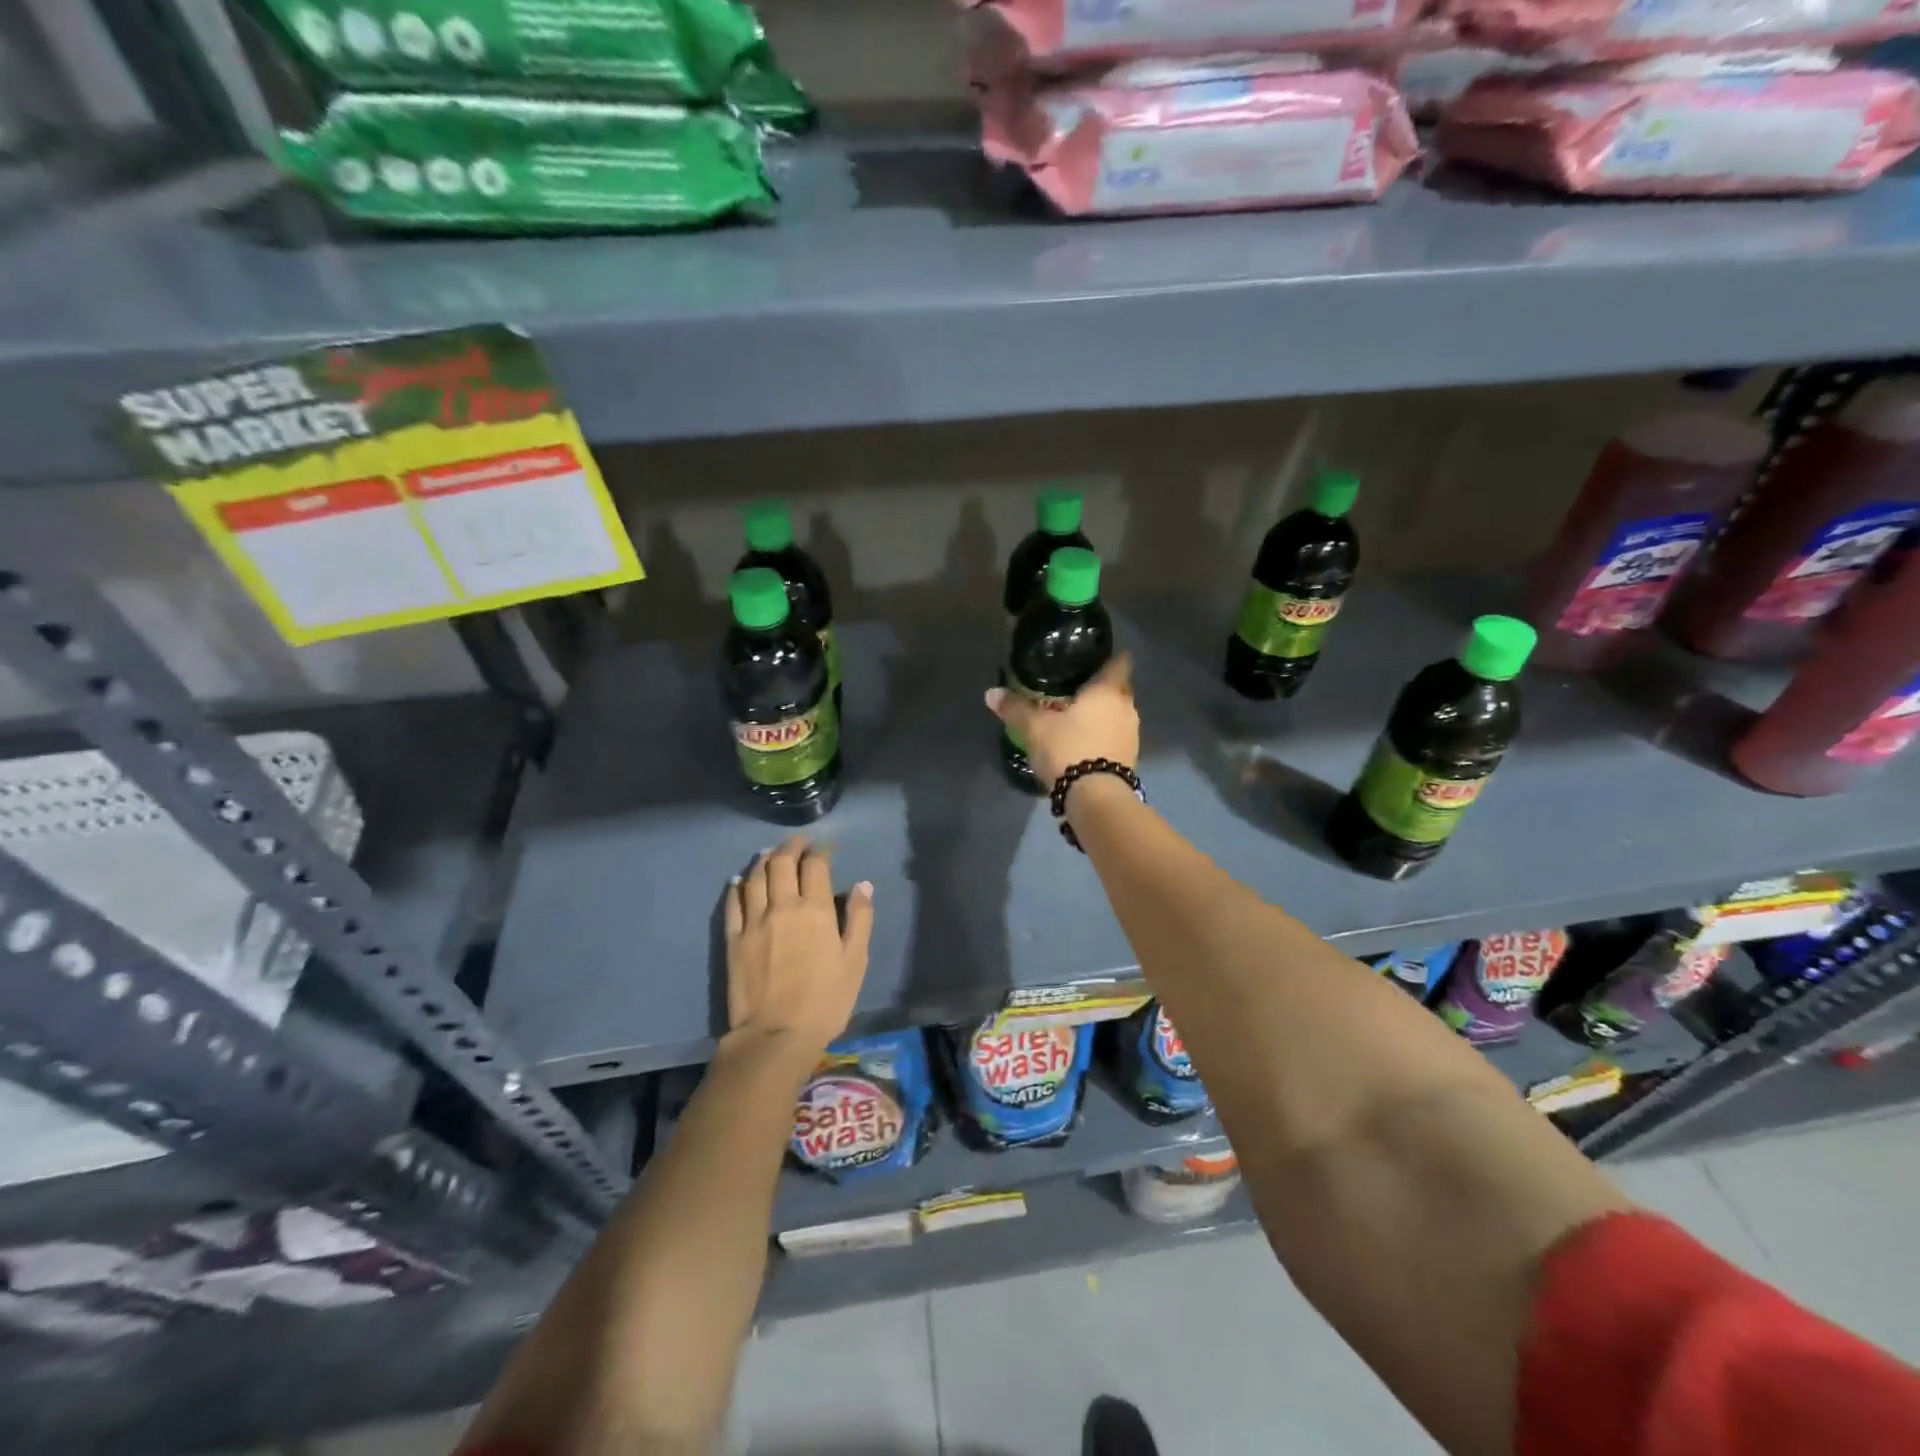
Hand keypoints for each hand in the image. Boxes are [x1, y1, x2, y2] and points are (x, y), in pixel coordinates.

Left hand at [724, 839, 873, 1061]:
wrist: (775, 1036)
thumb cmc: (825, 1001)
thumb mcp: (855, 962)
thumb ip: (859, 919)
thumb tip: (862, 885)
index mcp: (815, 909)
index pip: (816, 865)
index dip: (821, 851)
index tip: (827, 848)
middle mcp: (782, 906)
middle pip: (782, 863)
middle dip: (791, 847)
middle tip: (798, 843)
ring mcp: (754, 921)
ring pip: (755, 877)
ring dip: (764, 860)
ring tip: (770, 854)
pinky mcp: (733, 939)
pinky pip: (732, 903)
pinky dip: (737, 886)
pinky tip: (739, 881)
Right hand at [985, 651, 1137, 791]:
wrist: (1095, 797)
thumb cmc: (1068, 749)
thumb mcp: (1034, 728)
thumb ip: (1015, 708)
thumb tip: (991, 693)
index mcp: (1108, 691)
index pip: (1119, 663)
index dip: (1110, 657)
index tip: (1096, 657)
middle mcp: (1127, 708)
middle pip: (1119, 689)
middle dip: (1102, 688)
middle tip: (1077, 688)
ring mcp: (1132, 735)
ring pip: (1118, 715)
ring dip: (1103, 715)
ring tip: (1077, 717)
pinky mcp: (1130, 759)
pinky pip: (1116, 737)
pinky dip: (1103, 736)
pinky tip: (1084, 743)